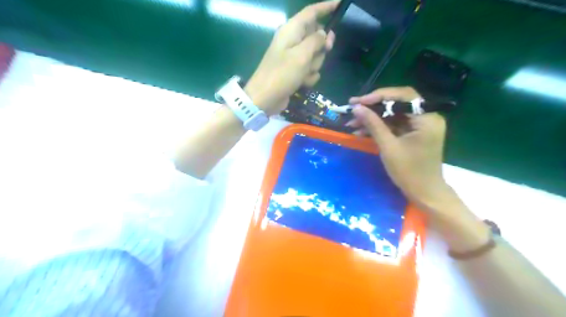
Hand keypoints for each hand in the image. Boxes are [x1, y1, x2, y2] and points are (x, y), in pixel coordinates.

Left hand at [244, 1, 335, 114]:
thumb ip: (316, 40)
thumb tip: (324, 33)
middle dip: (321, 47)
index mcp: (291, 30)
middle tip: (326, 50)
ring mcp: (293, 57)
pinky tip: (302, 82)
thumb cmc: (282, 74)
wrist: (265, 98)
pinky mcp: (294, 71)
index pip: (311, 13)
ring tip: (303, 74)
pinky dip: (308, 76)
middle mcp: (292, 41)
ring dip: (314, 65)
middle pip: (316, 36)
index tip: (340, 4)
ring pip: (315, 55)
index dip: (326, 7)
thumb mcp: (302, 55)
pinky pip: (310, 69)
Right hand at [350, 86, 451, 208]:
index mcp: (427, 118)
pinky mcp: (413, 133)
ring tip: (352, 123)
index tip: (358, 101)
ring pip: (393, 114)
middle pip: (397, 103)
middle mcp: (426, 117)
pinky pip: (394, 124)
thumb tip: (357, 107)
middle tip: (353, 107)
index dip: (379, 96)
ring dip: (373, 118)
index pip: (403, 96)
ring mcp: (419, 125)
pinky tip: (361, 131)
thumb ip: (373, 124)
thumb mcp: (388, 147)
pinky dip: (378, 126)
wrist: (424, 193)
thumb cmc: (409, 172)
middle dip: (373, 106)